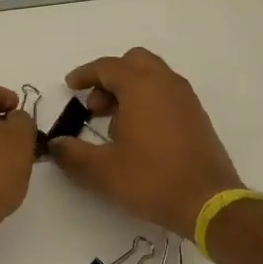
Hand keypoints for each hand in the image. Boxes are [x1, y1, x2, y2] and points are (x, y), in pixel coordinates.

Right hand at [47, 48, 243, 237]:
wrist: (206, 201)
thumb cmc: (150, 180)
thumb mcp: (101, 171)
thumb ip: (71, 154)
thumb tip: (56, 145)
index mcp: (141, 87)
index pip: (108, 66)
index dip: (85, 74)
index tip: (70, 87)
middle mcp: (166, 84)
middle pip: (134, 62)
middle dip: (110, 78)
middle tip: (95, 107)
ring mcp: (186, 99)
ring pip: (153, 77)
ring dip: (130, 89)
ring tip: (114, 125)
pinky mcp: (197, 117)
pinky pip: (167, 94)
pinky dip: (148, 101)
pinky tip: (139, 135)